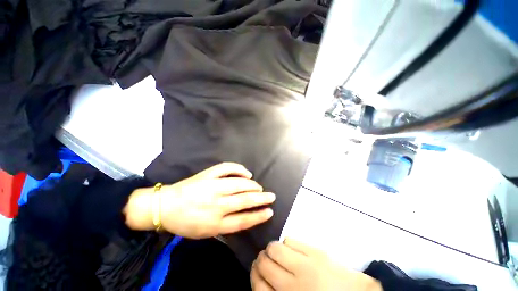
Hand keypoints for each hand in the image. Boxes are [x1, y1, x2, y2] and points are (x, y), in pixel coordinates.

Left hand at [124, 163, 275, 238]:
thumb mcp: (205, 232)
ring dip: (253, 185)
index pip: (243, 220)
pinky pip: (227, 168)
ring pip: (239, 184)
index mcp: (214, 223)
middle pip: (244, 200)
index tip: (270, 211)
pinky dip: (239, 169)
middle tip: (271, 196)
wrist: (164, 207)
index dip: (259, 215)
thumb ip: (225, 226)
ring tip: (259, 187)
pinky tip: (247, 173)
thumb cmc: (186, 223)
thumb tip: (246, 215)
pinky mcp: (207, 175)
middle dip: (262, 198)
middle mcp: (215, 205)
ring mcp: (211, 187)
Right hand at [251, 238, 382, 290]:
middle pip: (265, 263)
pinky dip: (286, 243)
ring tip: (277, 252)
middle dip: (261, 259)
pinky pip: (290, 240)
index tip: (255, 270)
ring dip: (272, 249)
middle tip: (265, 259)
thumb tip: (263, 281)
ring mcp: (305, 265)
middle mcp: (294, 285)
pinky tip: (291, 249)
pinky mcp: (315, 252)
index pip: (259, 287)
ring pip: (275, 248)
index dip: (254, 275)